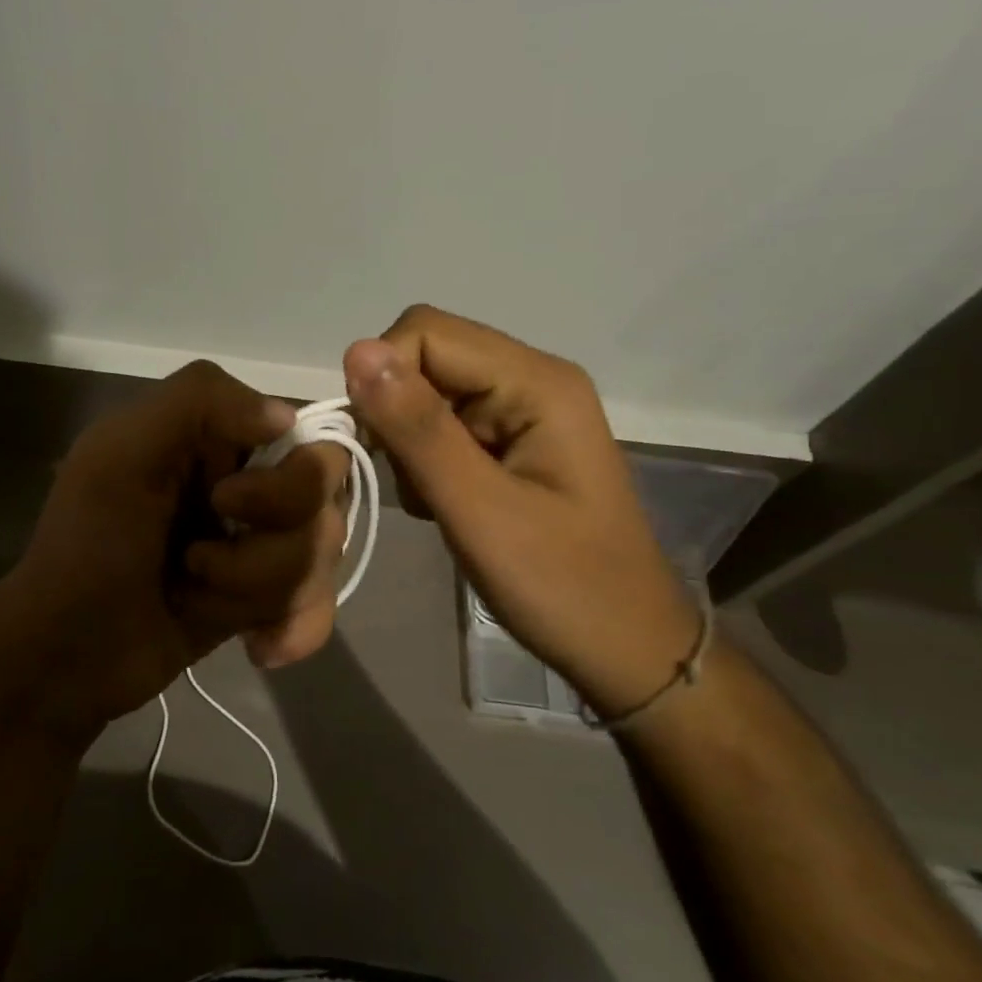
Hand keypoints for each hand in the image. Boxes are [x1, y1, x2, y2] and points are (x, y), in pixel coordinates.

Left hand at [0, 361, 349, 741]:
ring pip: (321, 556)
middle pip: (324, 501)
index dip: (287, 480)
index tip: (226, 505)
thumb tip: (287, 417)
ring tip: (194, 598)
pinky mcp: (262, 595)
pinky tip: (256, 646)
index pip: (308, 436)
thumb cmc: (87, 545)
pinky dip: (294, 627)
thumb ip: (198, 401)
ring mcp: (258, 541)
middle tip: (196, 561)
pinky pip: (319, 603)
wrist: (65, 653)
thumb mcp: (121, 452)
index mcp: (216, 436)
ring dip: (256, 588)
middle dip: (267, 547)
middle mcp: (248, 480)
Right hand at [343, 306, 699, 718]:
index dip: (383, 377)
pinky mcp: (510, 439)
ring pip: (425, 394)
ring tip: (436, 502)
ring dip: (409, 445)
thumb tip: (356, 350)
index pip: (426, 333)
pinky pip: (441, 425)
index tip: (375, 445)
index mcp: (536, 382)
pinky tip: (446, 504)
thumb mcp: (479, 510)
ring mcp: (521, 409)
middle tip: (410, 481)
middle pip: (426, 358)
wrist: (625, 648)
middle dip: (396, 415)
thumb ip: (417, 429)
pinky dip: (425, 461)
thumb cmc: (562, 585)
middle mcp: (530, 379)